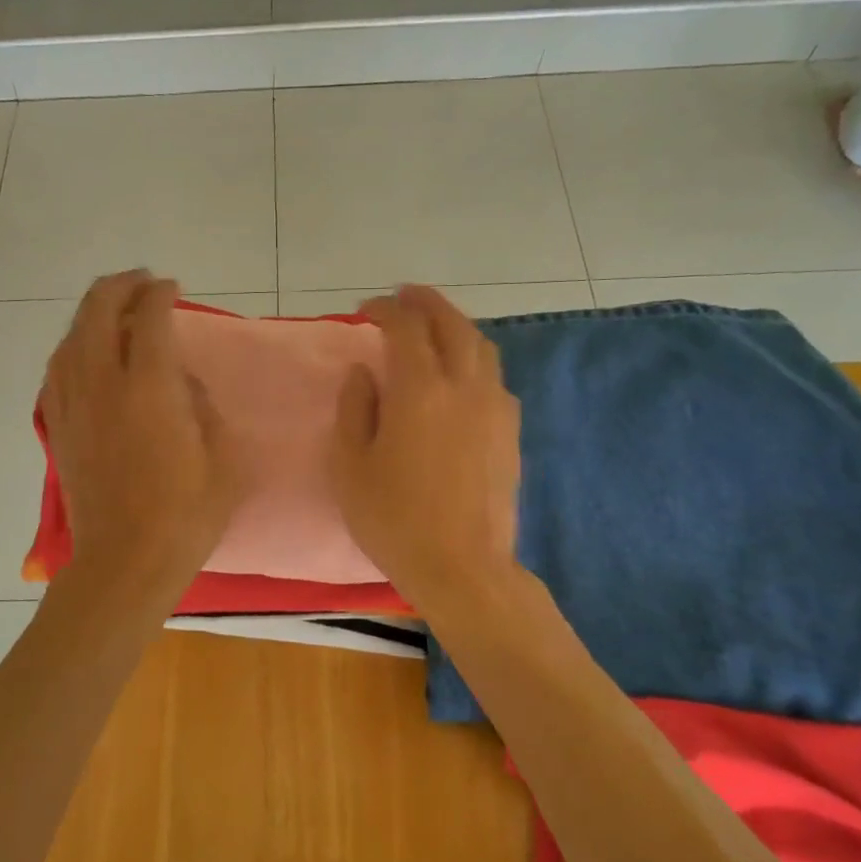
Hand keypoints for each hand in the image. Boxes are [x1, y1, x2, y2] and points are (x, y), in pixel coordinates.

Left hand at [43, 272, 242, 602]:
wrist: (125, 563)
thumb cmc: (185, 516)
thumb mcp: (222, 457)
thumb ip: (203, 405)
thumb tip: (182, 382)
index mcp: (149, 389)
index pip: (149, 318)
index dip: (161, 294)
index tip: (173, 289)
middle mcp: (103, 385)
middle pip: (98, 311)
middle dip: (120, 286)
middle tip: (142, 284)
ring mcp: (73, 406)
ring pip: (71, 336)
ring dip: (92, 312)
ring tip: (113, 310)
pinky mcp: (58, 428)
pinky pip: (56, 370)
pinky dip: (72, 347)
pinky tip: (84, 352)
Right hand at [330, 286, 522, 612]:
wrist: (463, 566)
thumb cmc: (394, 519)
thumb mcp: (350, 466)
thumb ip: (354, 408)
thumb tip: (365, 372)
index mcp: (420, 391)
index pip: (406, 328)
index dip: (385, 310)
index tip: (366, 310)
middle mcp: (464, 387)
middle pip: (452, 324)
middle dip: (426, 302)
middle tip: (405, 295)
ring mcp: (495, 408)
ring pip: (481, 347)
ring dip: (455, 326)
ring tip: (435, 327)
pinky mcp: (510, 431)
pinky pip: (494, 378)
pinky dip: (474, 359)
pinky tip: (460, 376)